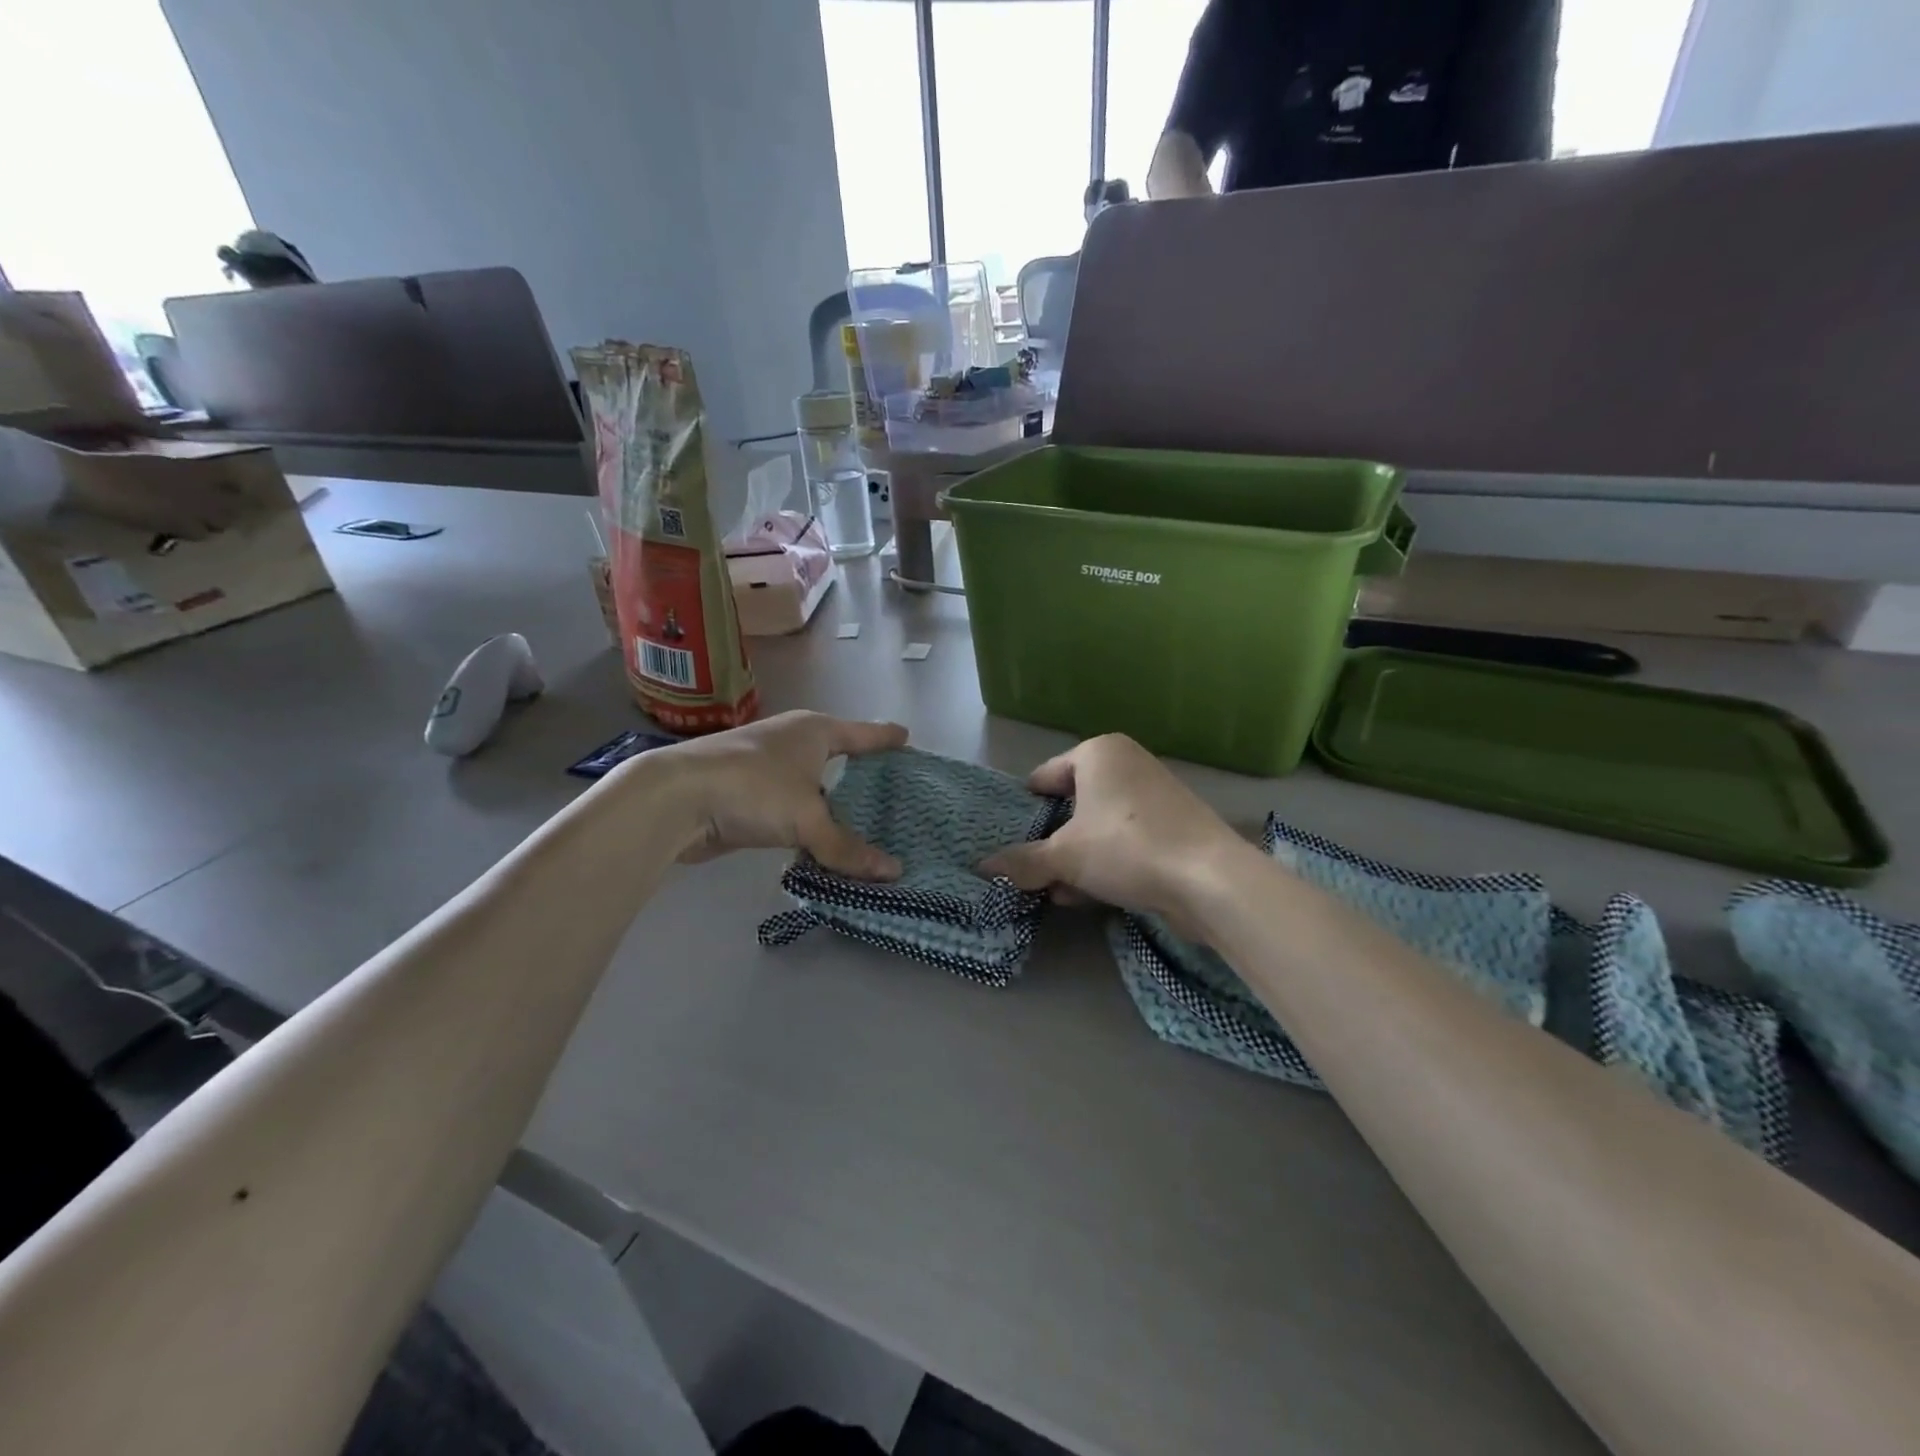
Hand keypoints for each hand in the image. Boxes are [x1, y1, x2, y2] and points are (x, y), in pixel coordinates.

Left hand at [647, 711, 907, 878]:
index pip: (862, 734)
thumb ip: (847, 848)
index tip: (907, 738)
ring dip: (832, 802)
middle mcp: (792, 741)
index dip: (885, 738)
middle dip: (861, 771)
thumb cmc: (753, 787)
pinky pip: (791, 807)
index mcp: (814, 731)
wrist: (676, 797)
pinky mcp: (746, 794)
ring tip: (861, 822)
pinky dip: (807, 821)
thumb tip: (894, 872)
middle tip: (891, 790)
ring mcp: (766, 766)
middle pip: (837, 756)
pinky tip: (819, 841)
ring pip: (812, 784)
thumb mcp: (808, 818)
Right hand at [979, 734, 1249, 927]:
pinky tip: (1087, 896)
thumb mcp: (1064, 857)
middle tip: (1031, 870)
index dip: (1026, 809)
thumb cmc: (1125, 847)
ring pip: (1099, 827)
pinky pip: (1126, 841)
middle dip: (1052, 841)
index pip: (1045, 776)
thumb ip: (1022, 861)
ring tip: (1054, 890)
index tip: (1011, 840)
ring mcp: (1155, 795)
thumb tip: (983, 867)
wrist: (1209, 879)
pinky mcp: (1175, 827)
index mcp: (1099, 752)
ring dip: (1076, 859)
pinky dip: (1105, 863)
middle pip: (1073, 804)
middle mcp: (1128, 763)